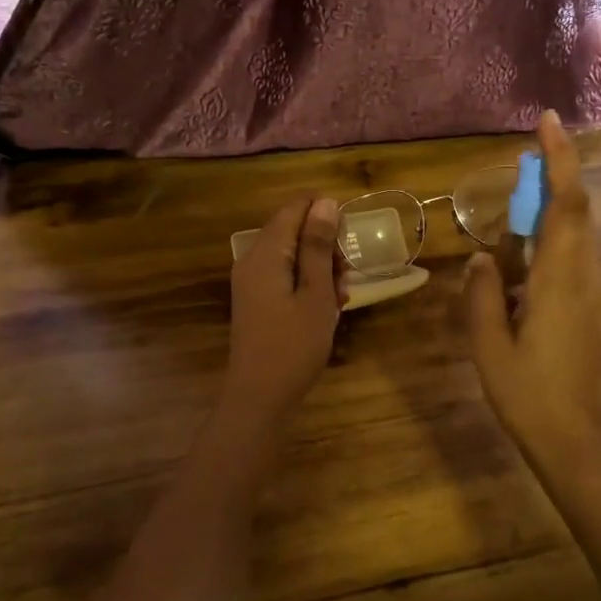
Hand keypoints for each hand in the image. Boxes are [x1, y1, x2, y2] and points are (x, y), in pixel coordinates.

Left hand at [223, 196, 345, 423]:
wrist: (259, 398)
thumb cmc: (293, 345)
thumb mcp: (315, 293)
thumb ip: (318, 246)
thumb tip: (325, 203)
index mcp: (265, 253)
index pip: (294, 208)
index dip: (325, 213)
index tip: (348, 240)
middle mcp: (253, 260)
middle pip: (293, 230)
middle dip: (325, 246)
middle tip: (345, 276)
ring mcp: (252, 281)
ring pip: (292, 255)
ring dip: (320, 268)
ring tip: (340, 296)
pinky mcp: (257, 300)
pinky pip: (285, 276)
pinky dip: (307, 284)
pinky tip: (326, 308)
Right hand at [465, 112, 600, 474]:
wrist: (578, 442)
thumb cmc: (529, 395)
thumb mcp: (489, 346)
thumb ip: (483, 294)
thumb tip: (484, 258)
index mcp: (561, 280)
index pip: (568, 204)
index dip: (561, 159)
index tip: (548, 122)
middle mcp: (588, 278)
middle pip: (577, 212)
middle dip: (554, 177)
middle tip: (523, 161)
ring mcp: (598, 295)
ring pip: (577, 237)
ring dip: (551, 213)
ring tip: (513, 219)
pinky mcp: (598, 311)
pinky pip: (575, 262)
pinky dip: (552, 246)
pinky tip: (522, 269)